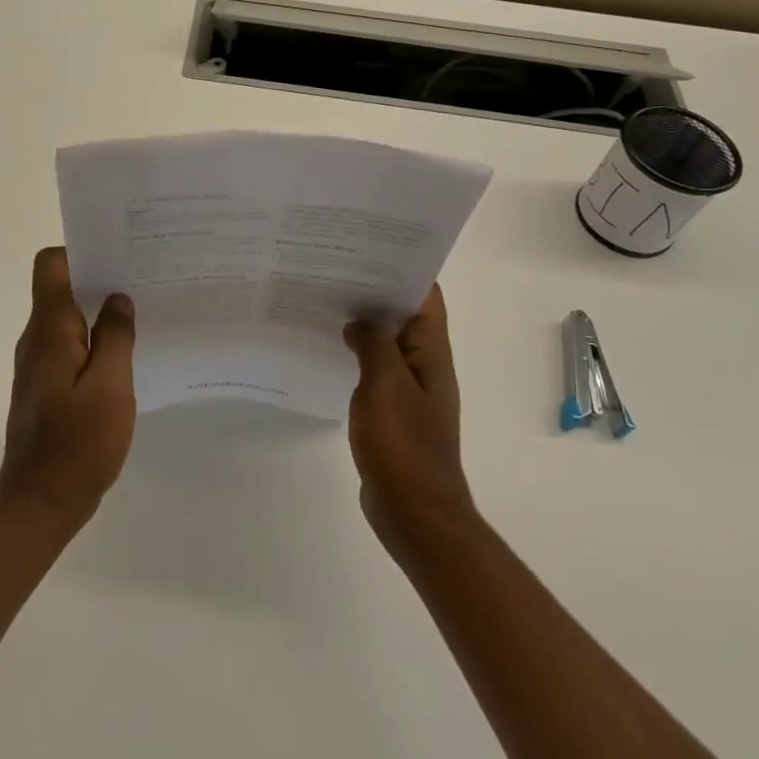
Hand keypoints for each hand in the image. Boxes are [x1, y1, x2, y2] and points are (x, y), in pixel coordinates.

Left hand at [0, 247, 136, 524]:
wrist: (40, 503)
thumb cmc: (77, 443)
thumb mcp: (110, 387)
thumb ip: (115, 337)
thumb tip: (117, 299)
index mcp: (48, 330)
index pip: (50, 266)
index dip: (80, 251)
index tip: (117, 254)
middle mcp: (36, 340)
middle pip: (60, 289)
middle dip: (99, 279)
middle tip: (142, 279)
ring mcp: (38, 365)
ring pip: (67, 320)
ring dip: (98, 313)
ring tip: (140, 313)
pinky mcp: (45, 387)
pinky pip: (69, 348)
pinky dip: (94, 342)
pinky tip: (125, 355)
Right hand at [345, 285, 477, 557]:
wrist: (415, 511)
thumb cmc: (403, 444)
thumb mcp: (385, 384)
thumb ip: (374, 344)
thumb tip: (360, 322)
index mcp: (432, 353)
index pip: (425, 297)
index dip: (402, 267)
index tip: (368, 247)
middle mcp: (426, 366)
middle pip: (404, 316)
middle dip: (375, 292)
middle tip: (334, 269)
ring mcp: (410, 391)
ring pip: (388, 344)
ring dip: (365, 324)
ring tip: (326, 301)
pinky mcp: (394, 413)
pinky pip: (376, 372)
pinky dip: (358, 355)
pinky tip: (331, 349)